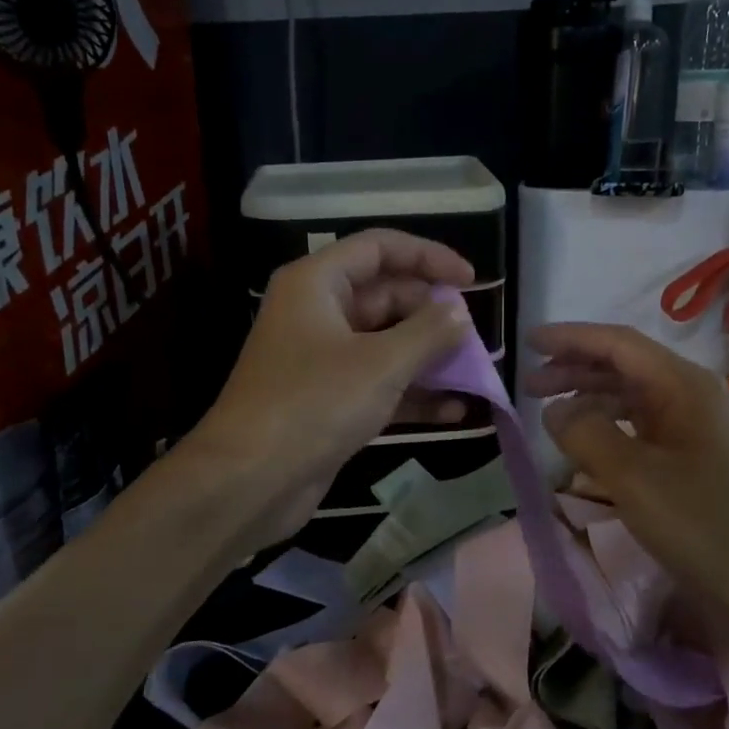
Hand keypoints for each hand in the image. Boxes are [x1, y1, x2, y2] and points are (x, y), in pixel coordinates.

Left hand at [189, 230, 474, 546]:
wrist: (251, 480)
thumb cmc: (314, 404)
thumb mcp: (381, 363)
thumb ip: (428, 331)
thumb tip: (459, 311)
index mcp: (317, 284)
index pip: (379, 248)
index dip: (428, 257)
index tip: (471, 280)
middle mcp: (318, 313)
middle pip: (386, 297)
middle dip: (433, 316)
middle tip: (476, 338)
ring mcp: (322, 360)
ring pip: (386, 344)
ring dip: (429, 358)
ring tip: (476, 373)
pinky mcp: (329, 401)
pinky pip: (379, 384)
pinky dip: (413, 394)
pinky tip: (454, 411)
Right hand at [524, 323, 728, 643]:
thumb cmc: (704, 523)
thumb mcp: (634, 477)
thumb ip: (586, 434)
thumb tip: (555, 411)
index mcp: (682, 385)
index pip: (618, 344)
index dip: (571, 338)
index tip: (529, 340)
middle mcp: (689, 396)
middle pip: (623, 366)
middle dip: (574, 368)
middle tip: (530, 384)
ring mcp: (693, 429)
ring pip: (630, 398)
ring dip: (588, 399)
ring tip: (549, 414)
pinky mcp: (692, 460)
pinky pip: (640, 428)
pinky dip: (607, 429)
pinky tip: (585, 446)